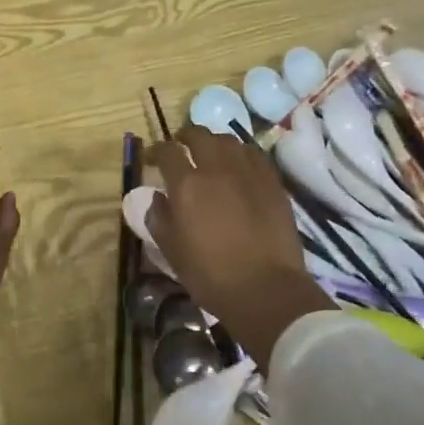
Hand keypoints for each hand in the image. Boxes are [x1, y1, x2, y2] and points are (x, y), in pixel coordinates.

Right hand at [145, 129, 331, 365]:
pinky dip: (240, 154)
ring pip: (228, 141)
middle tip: (181, 146)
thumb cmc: (211, 274)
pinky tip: (239, 166)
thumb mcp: (171, 250)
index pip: (166, 151)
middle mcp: (216, 168)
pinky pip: (253, 155)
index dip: (155, 150)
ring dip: (214, 142)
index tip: (151, 157)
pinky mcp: (272, 182)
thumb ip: (158, 217)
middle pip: (199, 135)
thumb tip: (158, 197)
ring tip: (210, 154)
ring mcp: (248, 172)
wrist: (266, 289)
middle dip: (185, 136)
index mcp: (186, 184)